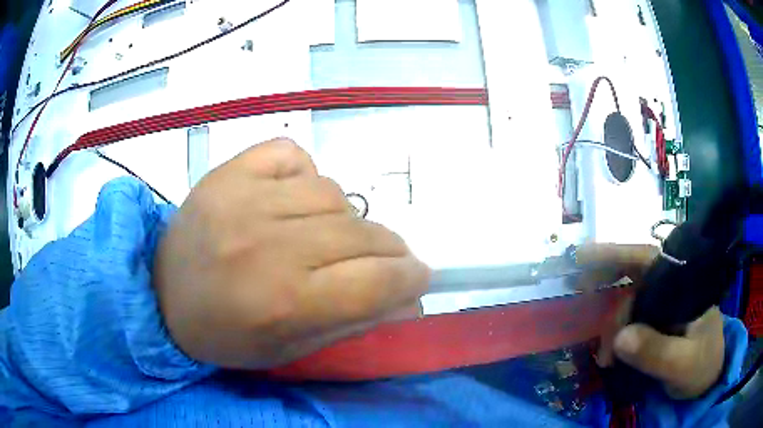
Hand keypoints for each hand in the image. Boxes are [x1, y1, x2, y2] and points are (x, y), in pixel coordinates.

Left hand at [154, 138, 429, 368]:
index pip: (376, 281)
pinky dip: (305, 176)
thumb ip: (354, 323)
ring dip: (345, 218)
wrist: (162, 294)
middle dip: (388, 251)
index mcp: (282, 302)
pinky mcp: (229, 170)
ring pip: (334, 192)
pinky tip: (291, 200)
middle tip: (382, 262)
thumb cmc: (225, 334)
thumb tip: (409, 300)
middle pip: (362, 233)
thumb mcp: (291, 349)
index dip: (410, 278)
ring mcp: (243, 197)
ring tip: (326, 236)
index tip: (418, 278)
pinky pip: (292, 156)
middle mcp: (265, 244)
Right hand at [577, 244, 725, 398]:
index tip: (583, 258)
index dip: (616, 255)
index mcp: (685, 284)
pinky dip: (615, 334)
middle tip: (577, 296)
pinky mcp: (657, 323)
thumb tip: (619, 340)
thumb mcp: (683, 364)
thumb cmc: (703, 366)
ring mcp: (664, 305)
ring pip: (629, 301)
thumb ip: (656, 352)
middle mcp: (673, 288)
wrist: (708, 380)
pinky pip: (630, 321)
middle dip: (605, 285)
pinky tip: (609, 352)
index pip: (649, 260)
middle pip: (633, 276)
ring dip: (610, 323)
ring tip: (603, 355)